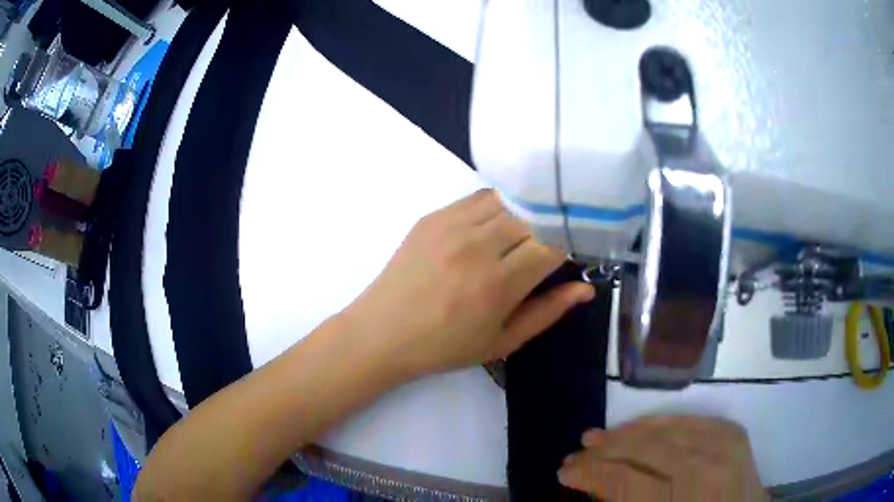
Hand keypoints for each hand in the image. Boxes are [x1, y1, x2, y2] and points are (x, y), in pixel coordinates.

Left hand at [340, 189, 593, 379]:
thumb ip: (547, 312)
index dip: (568, 246)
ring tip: (519, 237)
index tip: (569, 255)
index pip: (553, 244)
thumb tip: (586, 289)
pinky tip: (492, 226)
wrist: (383, 332)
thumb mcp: (502, 341)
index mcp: (499, 284)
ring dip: (524, 214)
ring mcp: (452, 226)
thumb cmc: (445, 346)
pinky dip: (497, 206)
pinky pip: (479, 197)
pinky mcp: (433, 216)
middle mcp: (478, 246)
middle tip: (545, 248)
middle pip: (534, 217)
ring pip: (509, 200)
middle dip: (548, 229)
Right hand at [558, 416, 766, 500]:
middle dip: (604, 451)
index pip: (624, 481)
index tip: (564, 472)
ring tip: (599, 436)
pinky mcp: (733, 434)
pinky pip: (691, 420)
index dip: (590, 475)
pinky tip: (642, 426)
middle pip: (644, 451)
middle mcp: (704, 470)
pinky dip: (662, 422)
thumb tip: (598, 486)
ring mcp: (723, 446)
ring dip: (628, 432)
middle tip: (576, 452)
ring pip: (666, 430)